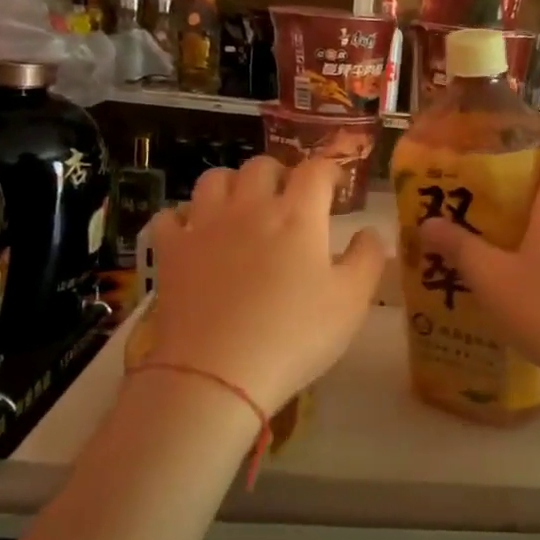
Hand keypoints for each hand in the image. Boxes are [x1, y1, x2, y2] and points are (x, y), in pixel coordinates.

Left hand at [145, 156, 386, 418]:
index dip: (330, 171)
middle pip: (262, 166)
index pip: (316, 170)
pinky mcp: (170, 251)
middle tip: (289, 198)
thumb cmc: (295, 335)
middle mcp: (250, 207)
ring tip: (242, 207)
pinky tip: (195, 234)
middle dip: (280, 174)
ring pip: (215, 179)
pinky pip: (170, 216)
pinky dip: (185, 218)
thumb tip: (369, 232)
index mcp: (298, 215)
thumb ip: (367, 259)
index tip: (336, 186)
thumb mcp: (351, 302)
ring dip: (233, 185)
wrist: (217, 373)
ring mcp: (204, 226)